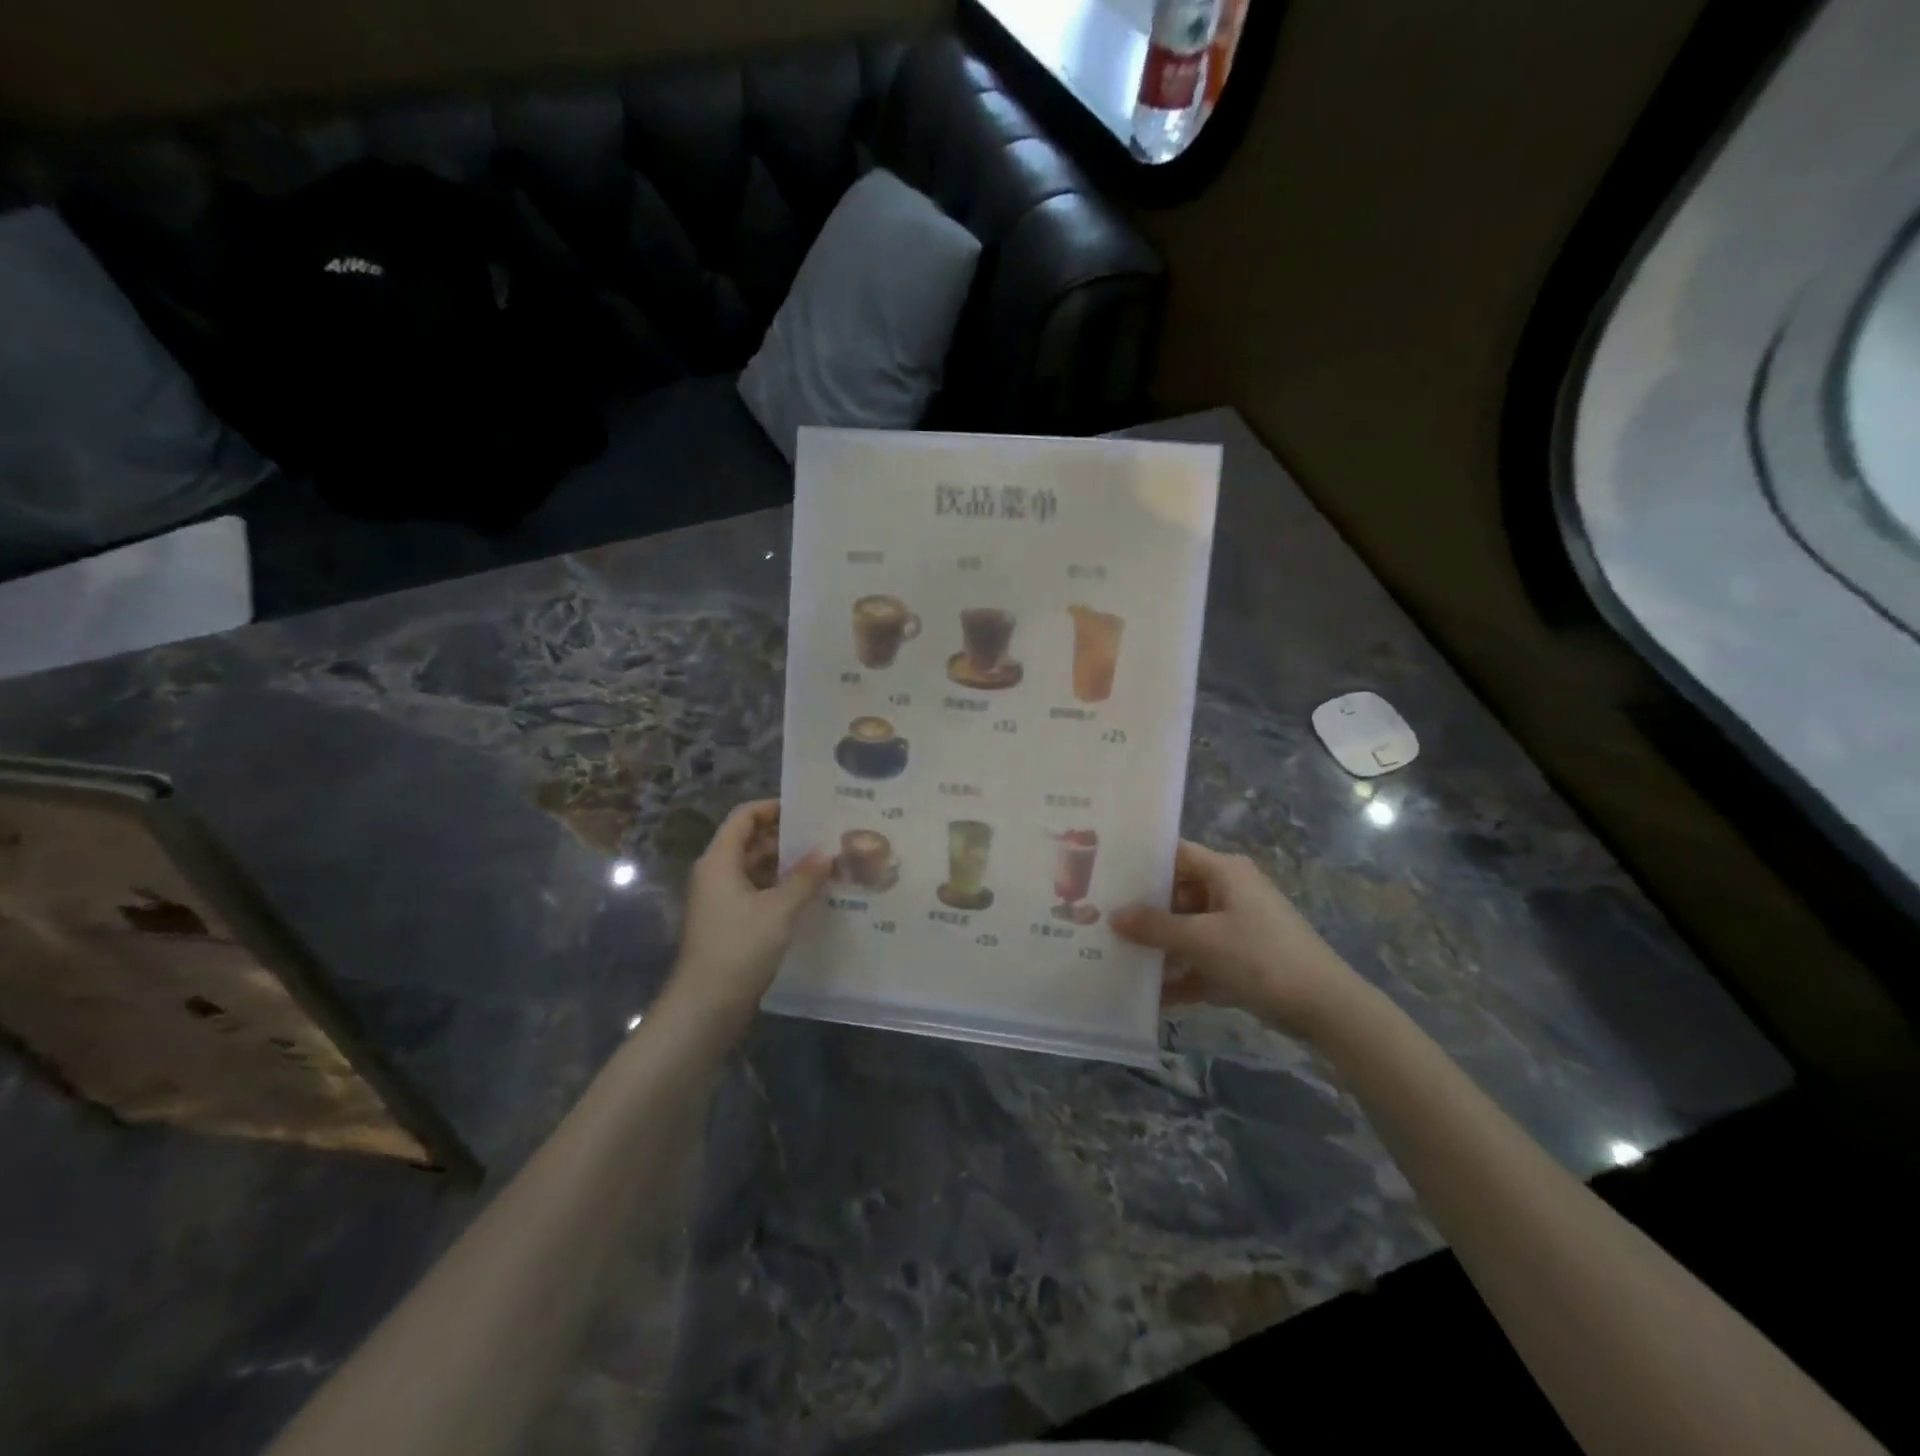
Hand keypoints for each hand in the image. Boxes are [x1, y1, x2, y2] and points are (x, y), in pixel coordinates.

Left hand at [665, 800, 831, 1028]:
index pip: (744, 817)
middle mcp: (717, 874)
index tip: (807, 810)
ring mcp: (721, 900)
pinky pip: (757, 893)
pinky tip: (810, 896)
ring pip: (756, 869)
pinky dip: (780, 889)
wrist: (706, 1006)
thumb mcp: (779, 909)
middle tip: (825, 837)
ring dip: (786, 865)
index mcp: (720, 860)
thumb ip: (805, 878)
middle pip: (750, 842)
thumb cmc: (739, 947)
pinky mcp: (730, 923)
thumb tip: (827, 854)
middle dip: (786, 838)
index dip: (773, 808)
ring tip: (825, 864)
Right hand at [1112, 840, 1368, 1040]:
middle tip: (1100, 919)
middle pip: (1177, 894)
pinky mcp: (1241, 960)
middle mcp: (1230, 892)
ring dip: (1158, 948)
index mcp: (1225, 872)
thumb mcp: (1201, 940)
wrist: (1324, 1007)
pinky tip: (1150, 997)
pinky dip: (1180, 976)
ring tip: (1115, 957)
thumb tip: (1113, 916)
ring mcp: (1236, 927)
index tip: (1105, 872)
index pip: (1175, 854)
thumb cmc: (1260, 957)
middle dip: (1143, 912)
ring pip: (1186, 930)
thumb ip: (1155, 927)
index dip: (1142, 862)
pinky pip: (1201, 961)